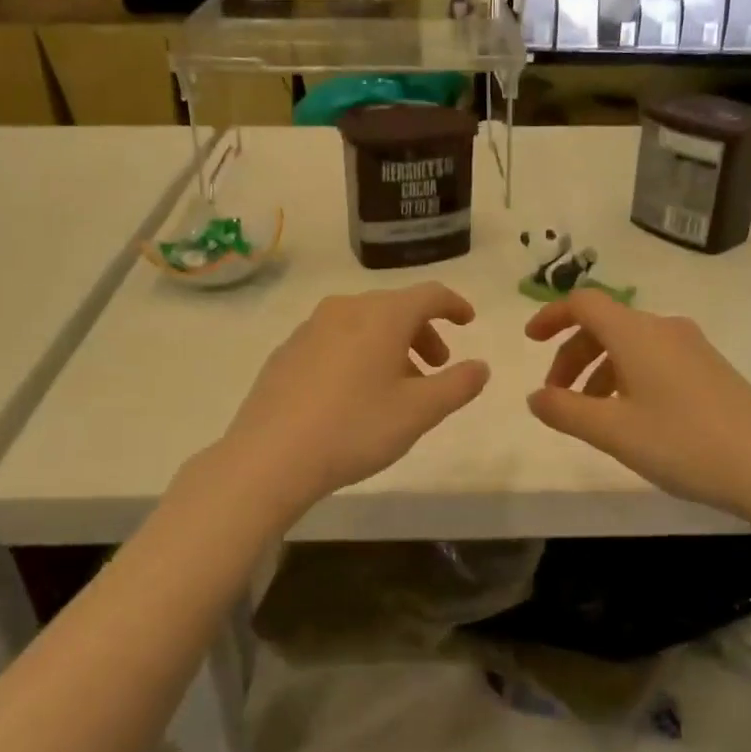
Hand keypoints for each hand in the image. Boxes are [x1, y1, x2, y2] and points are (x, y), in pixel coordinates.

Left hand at [218, 283, 488, 507]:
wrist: (270, 456)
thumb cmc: (355, 428)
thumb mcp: (420, 412)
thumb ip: (458, 385)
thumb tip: (480, 366)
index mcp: (382, 315)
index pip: (429, 295)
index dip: (453, 305)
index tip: (468, 320)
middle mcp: (345, 309)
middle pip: (395, 308)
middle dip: (422, 333)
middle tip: (437, 367)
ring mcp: (310, 328)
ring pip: (364, 325)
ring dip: (390, 346)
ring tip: (397, 386)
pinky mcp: (287, 351)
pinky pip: (335, 340)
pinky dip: (358, 354)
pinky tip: (354, 393)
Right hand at [525, 290, 750, 518]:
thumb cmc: (684, 443)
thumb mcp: (613, 431)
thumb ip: (565, 410)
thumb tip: (535, 396)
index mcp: (637, 333)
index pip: (584, 303)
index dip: (552, 316)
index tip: (530, 341)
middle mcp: (664, 329)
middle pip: (605, 325)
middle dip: (572, 355)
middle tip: (557, 396)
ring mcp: (692, 347)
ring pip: (630, 345)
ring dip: (600, 370)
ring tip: (591, 414)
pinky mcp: (710, 369)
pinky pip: (654, 359)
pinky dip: (628, 377)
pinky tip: (632, 417)